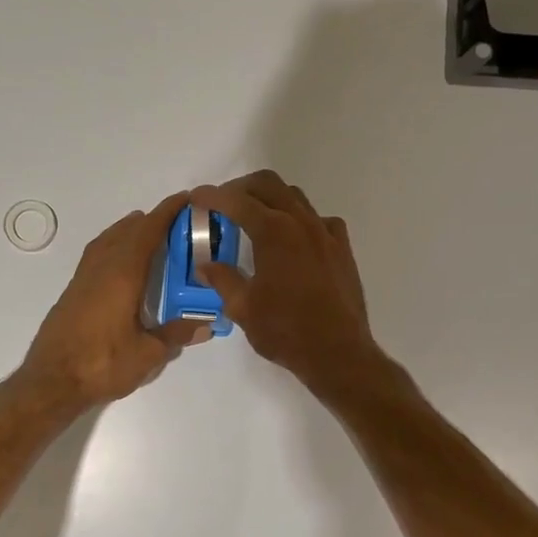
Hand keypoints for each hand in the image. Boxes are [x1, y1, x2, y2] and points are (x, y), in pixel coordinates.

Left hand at [18, 190, 207, 410]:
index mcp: (122, 275)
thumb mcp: (147, 354)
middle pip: (126, 232)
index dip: (166, 213)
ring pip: (107, 242)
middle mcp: (101, 269)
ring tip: (146, 231)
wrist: (51, 381)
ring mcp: (82, 279)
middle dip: (150, 220)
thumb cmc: (102, 365)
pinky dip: (113, 246)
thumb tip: (206, 325)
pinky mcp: (72, 292)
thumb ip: (176, 335)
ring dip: (127, 231)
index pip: (147, 233)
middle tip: (174, 219)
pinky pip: (96, 255)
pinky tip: (119, 262)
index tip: (185, 199)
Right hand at [191, 170, 382, 395]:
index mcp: (273, 232)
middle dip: (241, 188)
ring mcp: (325, 232)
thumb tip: (204, 265)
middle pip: (268, 185)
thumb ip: (222, 279)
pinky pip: (318, 219)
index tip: (196, 198)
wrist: (338, 352)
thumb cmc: (285, 331)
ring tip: (253, 219)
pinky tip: (292, 240)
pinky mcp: (341, 247)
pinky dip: (299, 219)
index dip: (212, 196)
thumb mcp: (243, 308)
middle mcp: (300, 222)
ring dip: (270, 199)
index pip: (236, 201)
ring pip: (294, 197)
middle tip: (223, 204)